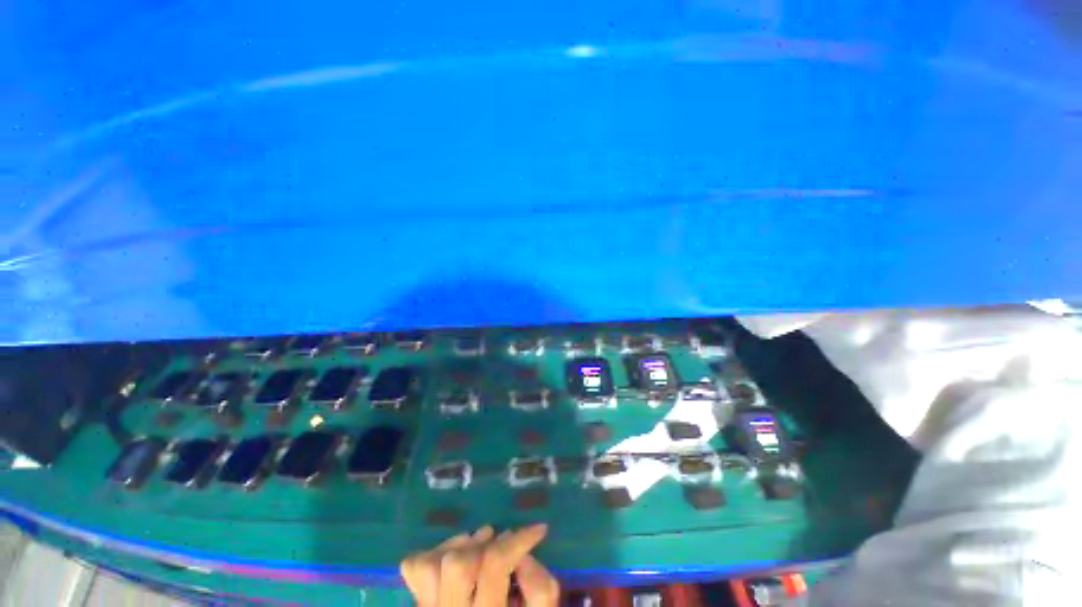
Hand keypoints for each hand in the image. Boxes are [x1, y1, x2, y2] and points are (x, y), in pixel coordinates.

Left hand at [400, 524, 558, 606]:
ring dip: (459, 545)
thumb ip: (540, 589)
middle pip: (458, 565)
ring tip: (479, 543)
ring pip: (432, 566)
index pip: (495, 566)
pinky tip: (454, 554)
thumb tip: (523, 556)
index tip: (538, 530)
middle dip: (486, 545)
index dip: (519, 540)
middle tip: (502, 541)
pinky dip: (433, 552)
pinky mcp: (421, 604)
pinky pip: (415, 568)